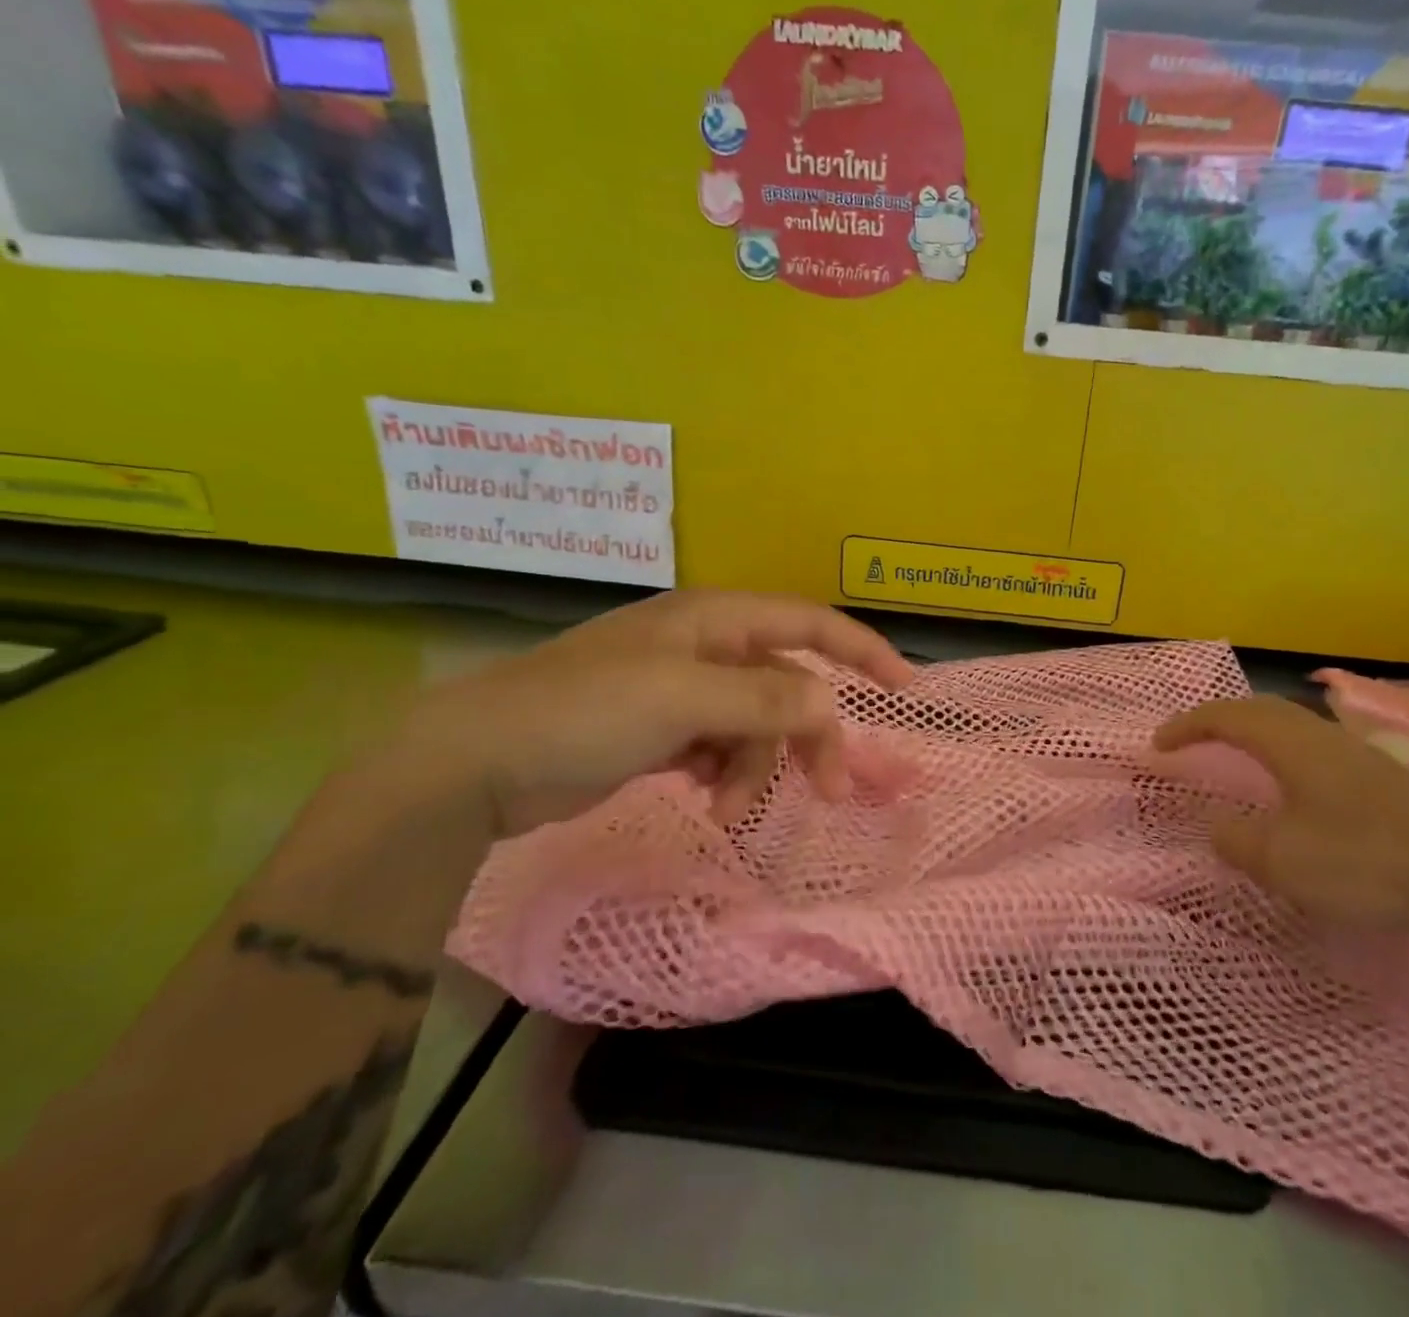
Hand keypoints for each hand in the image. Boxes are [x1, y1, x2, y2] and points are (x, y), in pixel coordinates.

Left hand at [413, 591, 915, 834]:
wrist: (478, 761)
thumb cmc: (585, 711)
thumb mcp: (684, 699)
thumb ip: (766, 699)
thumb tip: (830, 702)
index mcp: (716, 620)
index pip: (811, 624)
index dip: (863, 651)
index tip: (906, 689)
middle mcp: (707, 647)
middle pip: (788, 685)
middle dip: (809, 736)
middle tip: (831, 791)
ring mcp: (684, 690)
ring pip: (756, 725)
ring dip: (755, 769)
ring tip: (726, 812)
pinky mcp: (662, 730)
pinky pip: (721, 748)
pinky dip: (724, 775)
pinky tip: (703, 797)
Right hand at [1154, 696, 1408, 936]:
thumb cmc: (1366, 862)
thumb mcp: (1283, 860)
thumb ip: (1237, 840)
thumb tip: (1218, 827)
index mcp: (1292, 744)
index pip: (1226, 717)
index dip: (1187, 725)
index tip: (1157, 745)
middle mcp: (1322, 736)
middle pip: (1260, 709)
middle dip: (1218, 719)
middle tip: (1190, 740)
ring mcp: (1359, 755)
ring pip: (1292, 726)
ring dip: (1254, 732)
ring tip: (1234, 755)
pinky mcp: (1384, 779)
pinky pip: (1315, 748)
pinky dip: (1284, 753)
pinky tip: (1294, 786)